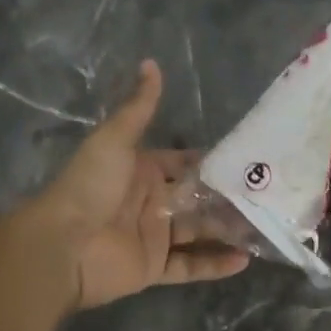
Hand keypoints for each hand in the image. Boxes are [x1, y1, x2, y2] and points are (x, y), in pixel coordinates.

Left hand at [32, 60, 248, 309]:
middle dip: (228, 196)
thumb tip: (151, 62)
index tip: (248, 160)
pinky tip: (245, 259)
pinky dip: (215, 264)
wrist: (62, 244)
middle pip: (198, 197)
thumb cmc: (91, 186)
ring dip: (228, 228)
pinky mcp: (154, 267)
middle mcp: (152, 200)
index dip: (212, 162)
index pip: (185, 162)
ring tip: (266, 225)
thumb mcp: (115, 139)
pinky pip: (190, 265)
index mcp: (144, 169)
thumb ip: (139, 106)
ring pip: (199, 230)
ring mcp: (154, 235)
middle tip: (268, 195)